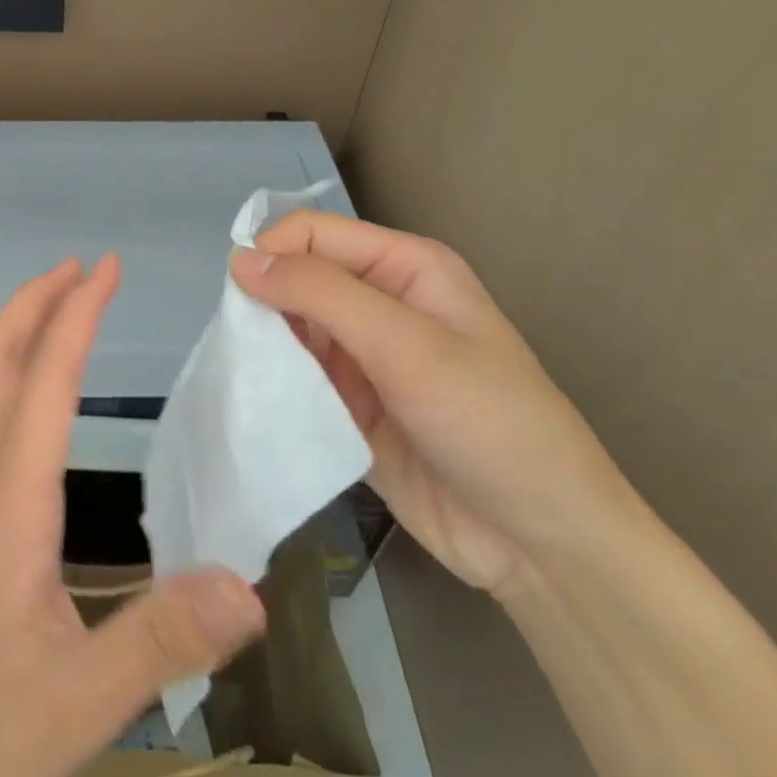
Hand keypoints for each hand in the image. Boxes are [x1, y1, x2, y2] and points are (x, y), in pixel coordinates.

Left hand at [0, 255, 266, 776]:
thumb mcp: (81, 701)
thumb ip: (166, 639)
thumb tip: (251, 587)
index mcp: (8, 507)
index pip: (44, 384)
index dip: (75, 316)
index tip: (103, 267)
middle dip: (31, 304)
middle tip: (75, 268)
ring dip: (17, 340)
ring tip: (59, 318)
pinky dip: (10, 387)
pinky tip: (35, 417)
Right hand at [231, 211, 637, 596]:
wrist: (538, 542)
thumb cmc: (486, 424)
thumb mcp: (405, 345)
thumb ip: (320, 294)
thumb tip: (238, 259)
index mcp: (404, 267)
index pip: (314, 234)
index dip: (272, 254)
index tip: (241, 302)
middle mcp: (381, 303)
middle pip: (297, 280)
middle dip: (264, 305)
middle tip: (248, 350)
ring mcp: (364, 358)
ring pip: (289, 330)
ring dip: (266, 350)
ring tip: (254, 382)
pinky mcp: (349, 406)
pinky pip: (297, 380)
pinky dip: (276, 388)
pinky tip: (265, 409)